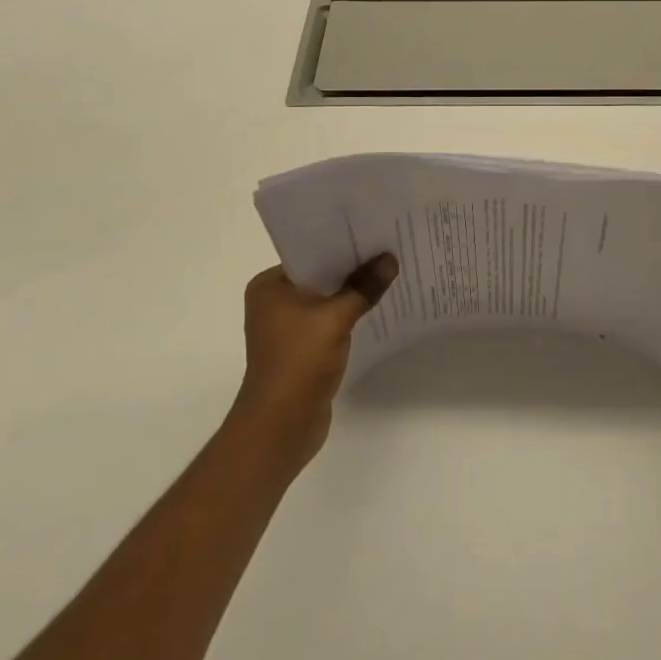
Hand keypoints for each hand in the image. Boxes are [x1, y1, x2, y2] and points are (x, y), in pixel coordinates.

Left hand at [229, 255, 397, 473]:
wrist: (280, 427)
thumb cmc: (299, 363)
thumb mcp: (336, 318)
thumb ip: (364, 287)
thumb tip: (390, 259)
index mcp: (270, 285)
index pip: (311, 252)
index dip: (343, 243)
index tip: (374, 233)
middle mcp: (273, 301)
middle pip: (321, 275)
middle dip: (352, 267)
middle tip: (389, 249)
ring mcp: (286, 326)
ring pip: (326, 298)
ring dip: (352, 291)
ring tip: (388, 273)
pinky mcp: (300, 347)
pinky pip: (329, 319)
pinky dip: (348, 313)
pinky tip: (375, 306)